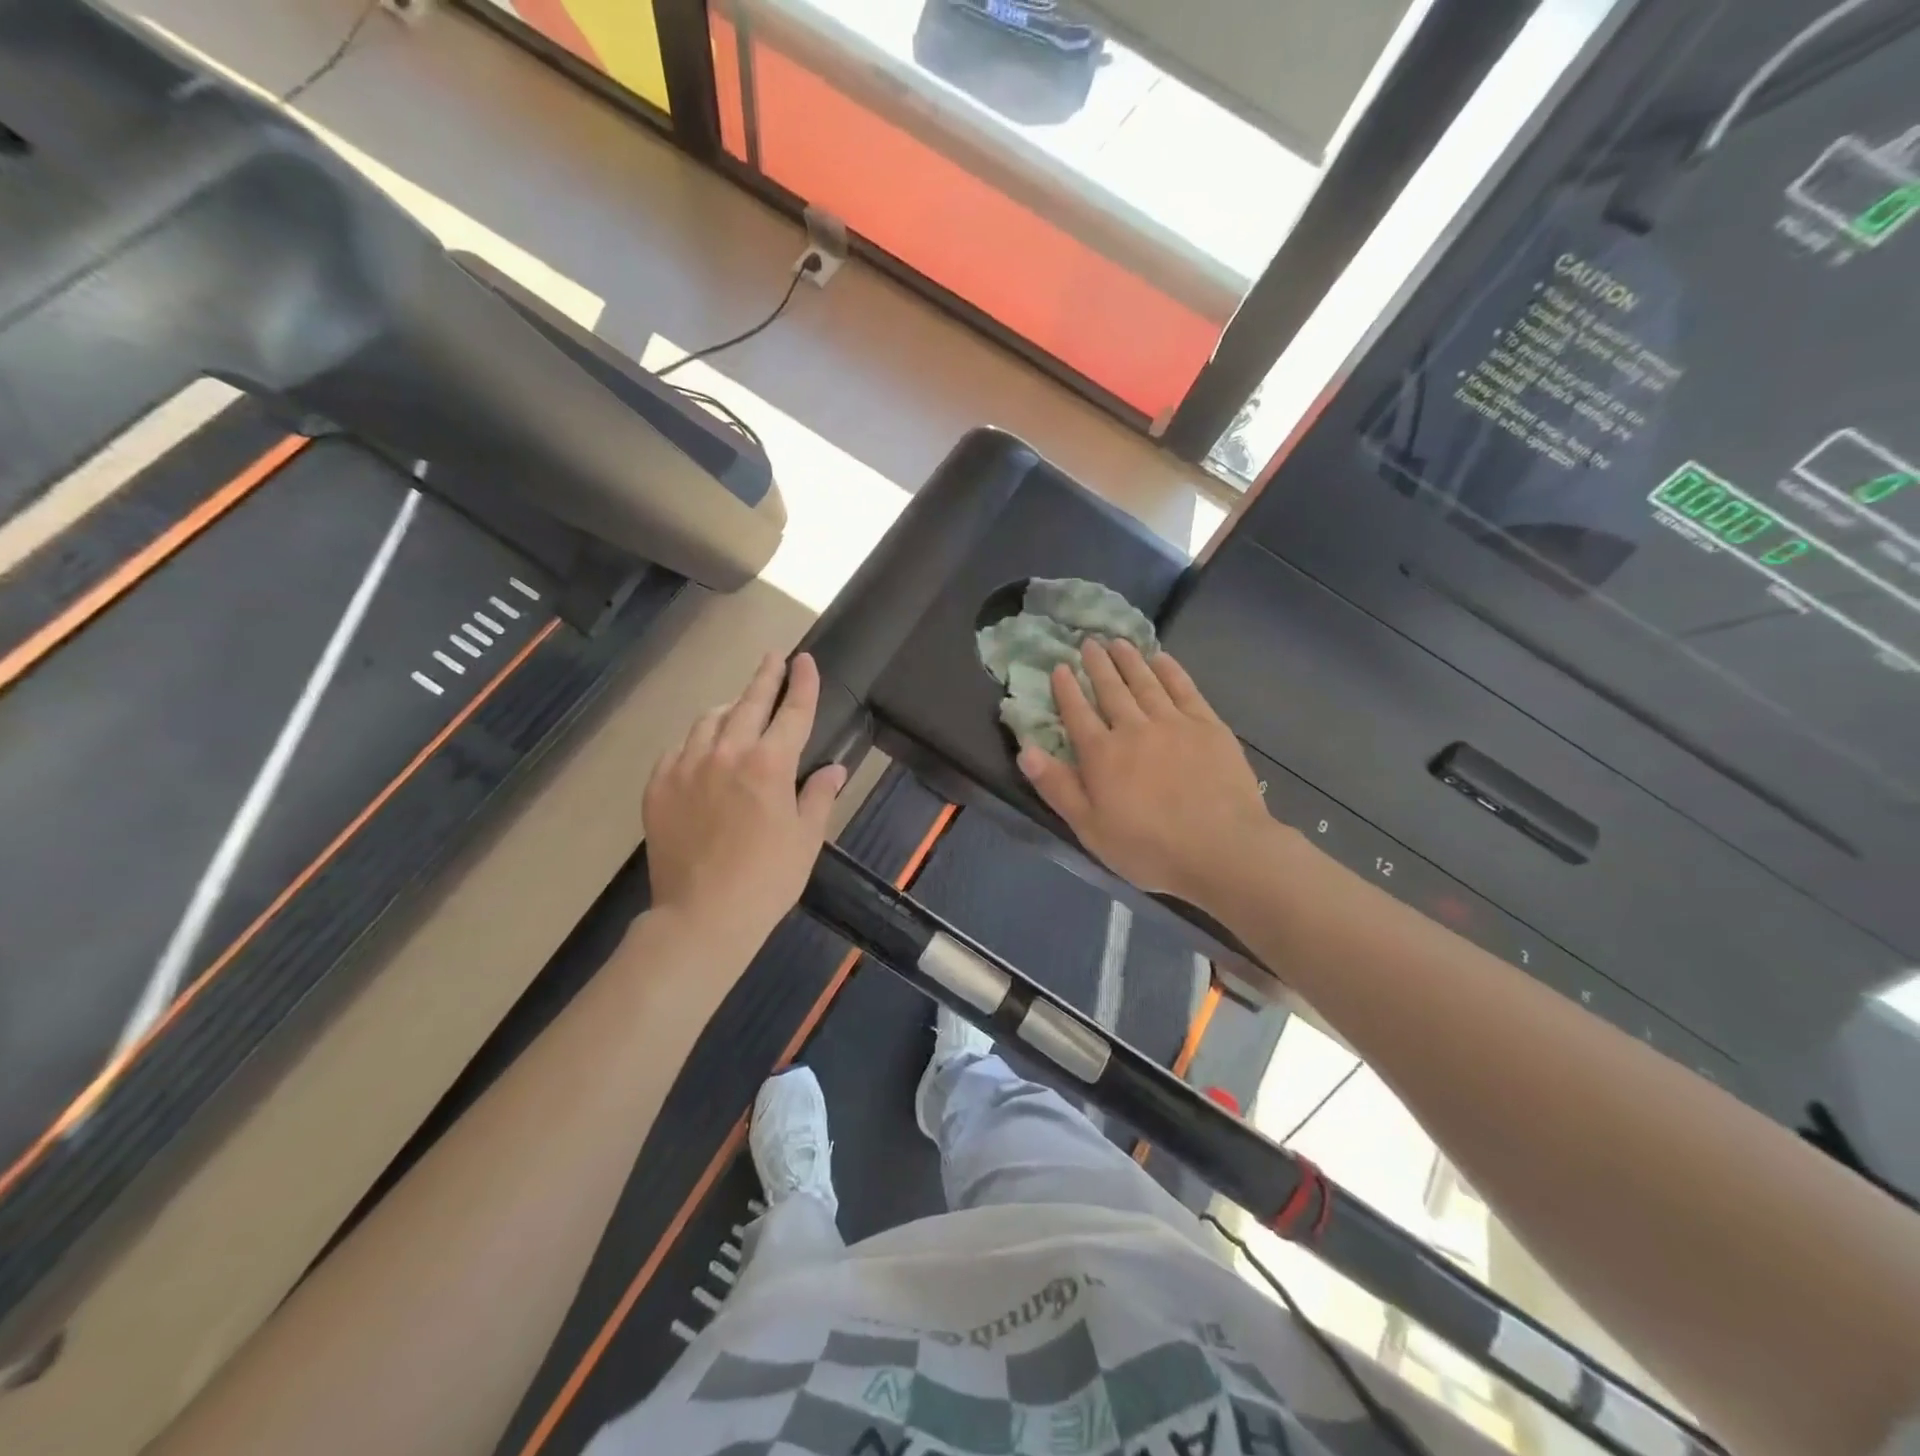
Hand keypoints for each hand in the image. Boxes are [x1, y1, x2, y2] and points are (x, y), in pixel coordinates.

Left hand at [643, 652, 847, 946]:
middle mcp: (727, 753)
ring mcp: (687, 766)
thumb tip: (835, 769)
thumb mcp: (806, 839)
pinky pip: (679, 747)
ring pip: (709, 719)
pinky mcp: (658, 785)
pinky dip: (697, 739)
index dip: (802, 683)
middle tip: (773, 658)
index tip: (805, 659)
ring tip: (739, 706)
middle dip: (764, 677)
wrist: (702, 916)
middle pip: (748, 703)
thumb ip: (819, 796)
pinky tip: (704, 748)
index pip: (792, 711)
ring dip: (729, 707)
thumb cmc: (767, 879)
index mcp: (770, 764)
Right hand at [1017, 640, 1278, 913]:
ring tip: (1118, 642)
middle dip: (1097, 665)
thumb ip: (1057, 787)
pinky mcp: (1208, 726)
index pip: (1077, 713)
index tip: (1059, 667)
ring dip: (1129, 660)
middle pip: (1111, 689)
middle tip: (1089, 642)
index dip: (1066, 689)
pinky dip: (1170, 670)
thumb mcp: (1090, 828)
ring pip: (1146, 682)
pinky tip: (1162, 658)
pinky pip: (1184, 688)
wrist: (1222, 848)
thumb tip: (1026, 750)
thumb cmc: (1150, 848)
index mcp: (1102, 755)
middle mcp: (1134, 728)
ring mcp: (1174, 723)